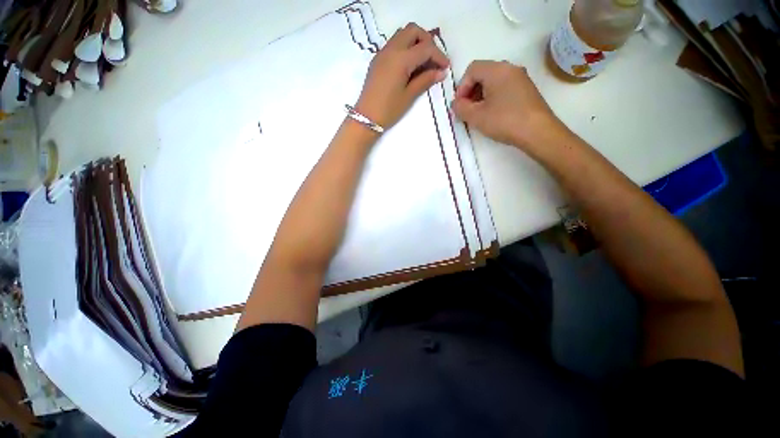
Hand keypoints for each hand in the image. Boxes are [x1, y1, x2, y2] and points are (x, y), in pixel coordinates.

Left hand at [355, 23, 449, 129]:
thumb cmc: (389, 109)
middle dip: (427, 41)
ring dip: (415, 42)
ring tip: (423, 62)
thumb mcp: (409, 96)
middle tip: (433, 60)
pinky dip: (405, 48)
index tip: (445, 68)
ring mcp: (382, 53)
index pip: (425, 48)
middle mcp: (391, 49)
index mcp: (401, 59)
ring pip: (402, 34)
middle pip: (413, 31)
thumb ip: (426, 80)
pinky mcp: (378, 59)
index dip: (439, 56)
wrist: (366, 117)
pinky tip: (410, 66)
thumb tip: (441, 72)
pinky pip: (394, 44)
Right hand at [451, 60, 565, 150]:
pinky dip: (493, 97)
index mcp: (497, 70)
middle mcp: (510, 68)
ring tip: (479, 114)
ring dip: (481, 95)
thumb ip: (460, 108)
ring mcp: (521, 78)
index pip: (472, 69)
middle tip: (467, 110)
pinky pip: (504, 87)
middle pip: (483, 73)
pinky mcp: (526, 89)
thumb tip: (455, 103)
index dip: (461, 87)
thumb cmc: (504, 121)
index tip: (460, 105)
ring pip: (494, 81)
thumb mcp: (476, 116)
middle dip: (471, 91)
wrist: (537, 131)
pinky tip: (493, 113)